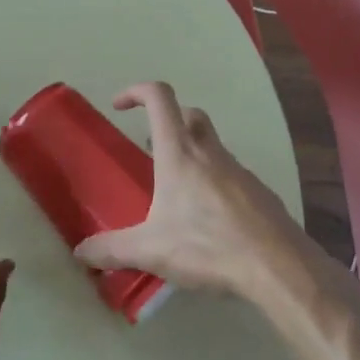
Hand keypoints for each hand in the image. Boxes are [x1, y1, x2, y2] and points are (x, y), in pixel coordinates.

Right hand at [74, 82, 313, 299]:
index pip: (160, 98)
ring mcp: (239, 170)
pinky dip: (214, 183)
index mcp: (179, 153)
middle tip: (150, 148)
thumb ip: (112, 249)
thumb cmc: (208, 247)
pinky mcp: (259, 193)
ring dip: (191, 154)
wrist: (279, 268)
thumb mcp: (151, 251)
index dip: (136, 91)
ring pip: (212, 145)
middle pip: (190, 114)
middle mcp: (210, 152)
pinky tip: (209, 219)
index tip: (119, 106)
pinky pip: (231, 175)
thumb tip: (81, 252)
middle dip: (167, 120)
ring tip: (176, 193)